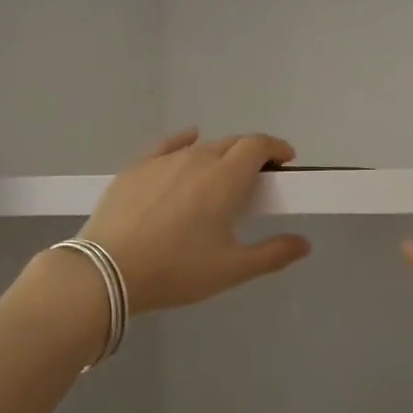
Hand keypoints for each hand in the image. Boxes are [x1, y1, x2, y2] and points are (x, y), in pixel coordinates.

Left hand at [82, 128, 311, 313]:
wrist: (107, 271)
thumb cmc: (177, 270)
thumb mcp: (231, 269)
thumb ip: (272, 253)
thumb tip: (304, 243)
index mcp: (226, 178)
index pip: (257, 145)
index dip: (276, 147)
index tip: (285, 161)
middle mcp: (197, 159)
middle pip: (231, 143)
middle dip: (250, 153)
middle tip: (257, 178)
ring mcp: (163, 161)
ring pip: (200, 147)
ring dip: (219, 154)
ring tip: (220, 176)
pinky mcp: (135, 168)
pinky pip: (167, 146)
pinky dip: (184, 141)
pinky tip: (187, 142)